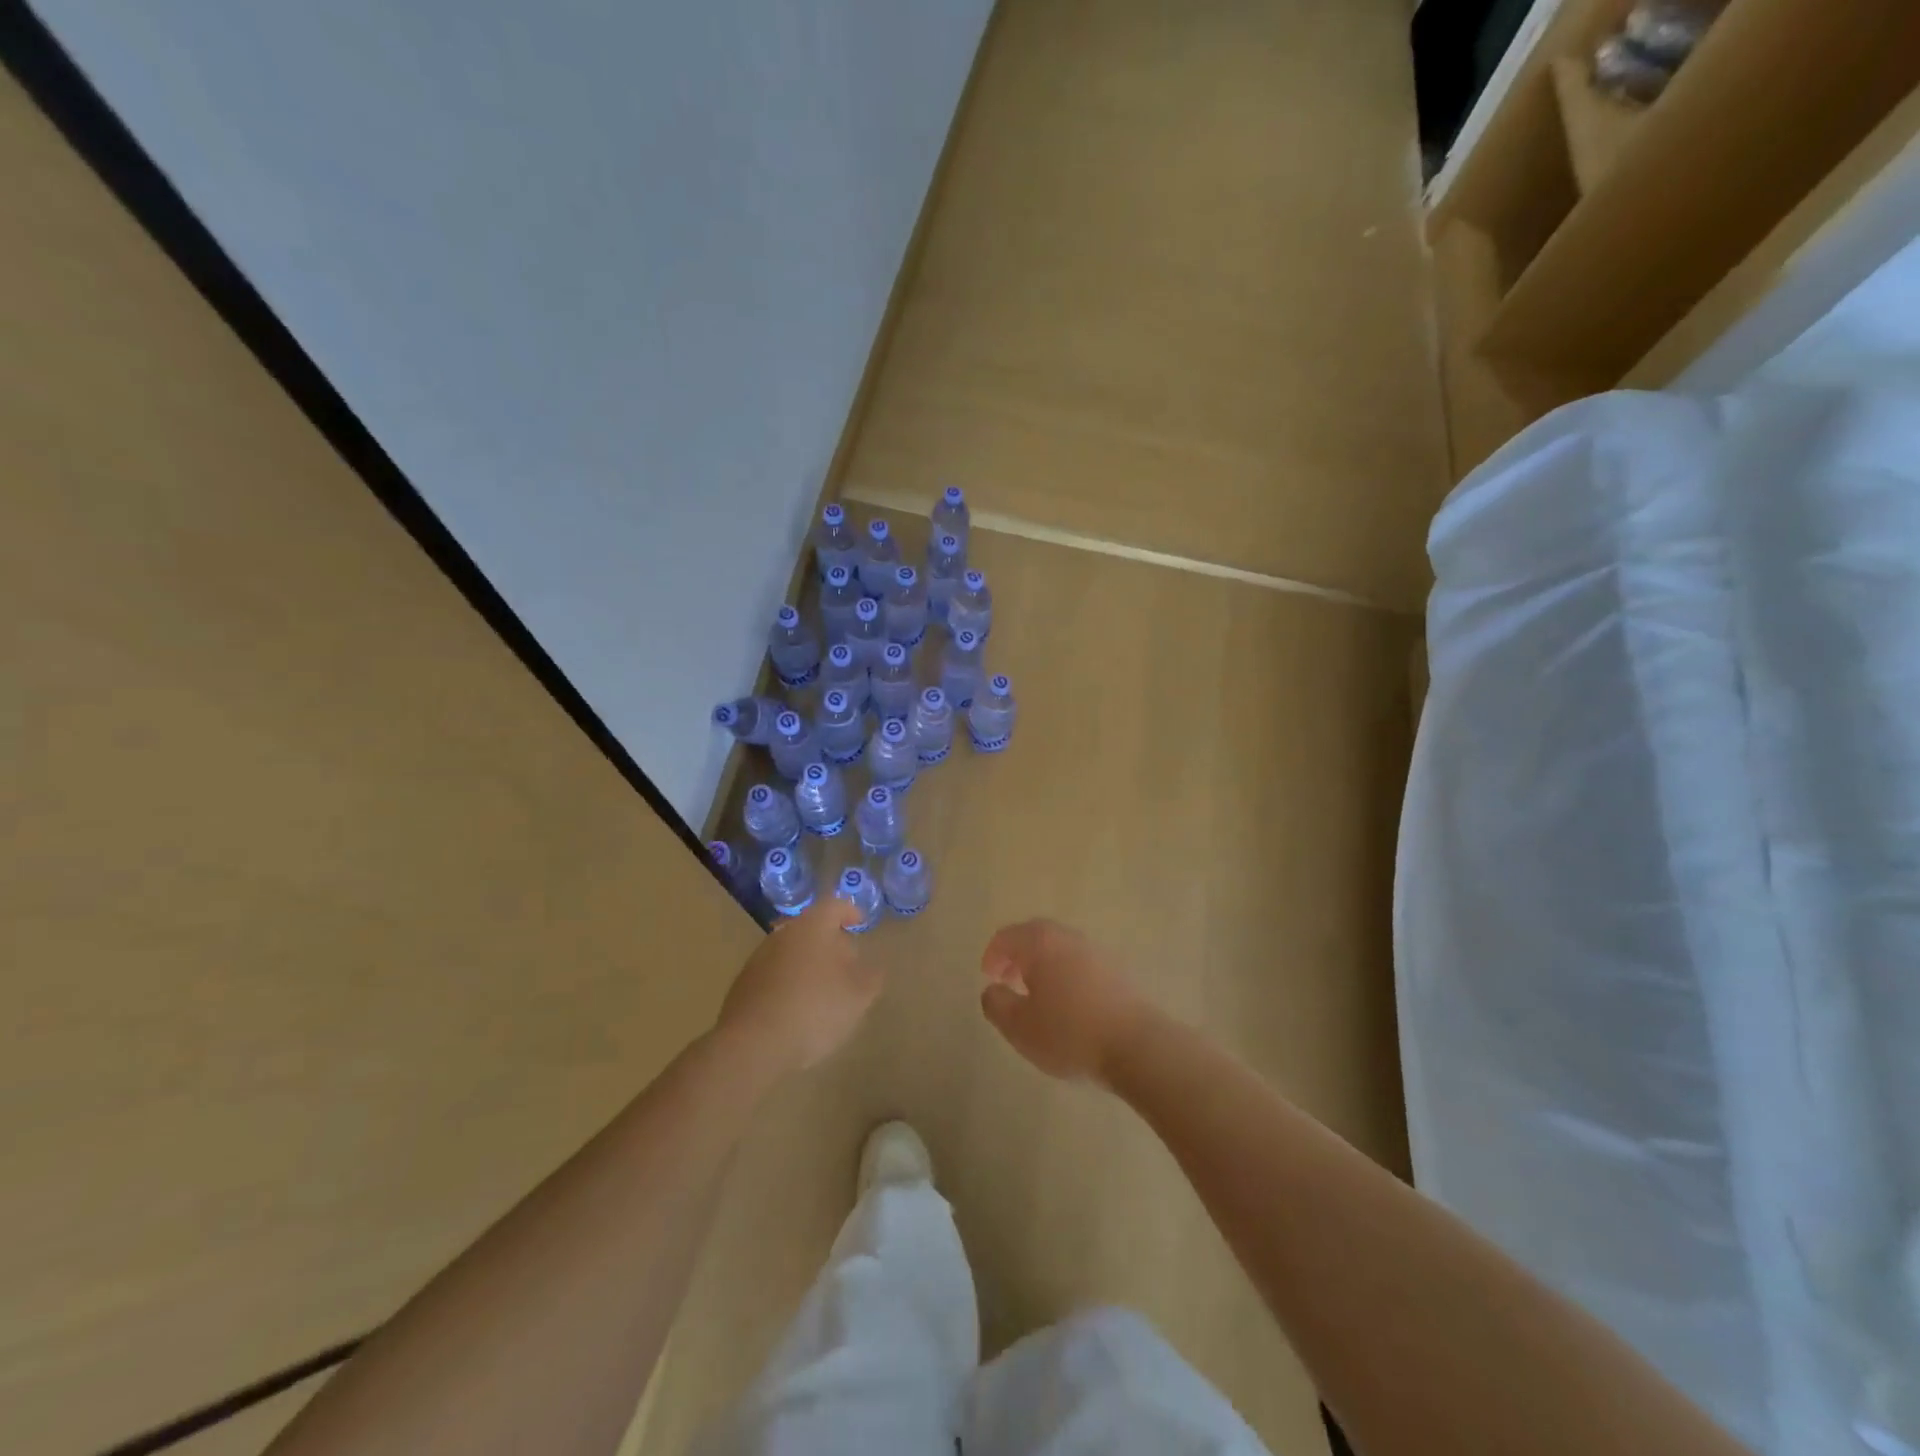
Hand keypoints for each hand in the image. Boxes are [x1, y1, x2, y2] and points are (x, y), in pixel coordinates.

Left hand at [717, 898, 878, 1073]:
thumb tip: (873, 967)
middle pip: (811, 927)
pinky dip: (790, 982)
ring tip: (824, 989)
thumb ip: (871, 977)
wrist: (752, 1045)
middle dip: (830, 941)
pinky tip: (798, 1008)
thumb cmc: (814, 1009)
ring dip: (809, 963)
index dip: (850, 911)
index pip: (834, 905)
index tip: (860, 922)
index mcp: (813, 927)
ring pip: (792, 951)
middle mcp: (783, 934)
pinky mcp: (744, 984)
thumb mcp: (858, 997)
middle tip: (847, 962)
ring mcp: (759, 958)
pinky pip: (775, 974)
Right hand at [978, 919, 1154, 1083]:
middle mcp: (1068, 938)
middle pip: (1036, 936)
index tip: (988, 976)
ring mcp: (1096, 952)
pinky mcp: (1117, 971)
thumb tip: (992, 990)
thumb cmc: (1069, 1033)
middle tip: (1008, 980)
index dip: (993, 954)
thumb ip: (996, 1004)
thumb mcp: (1019, 1027)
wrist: (1136, 1045)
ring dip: (1043, 965)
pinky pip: (1080, 964)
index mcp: (1041, 943)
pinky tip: (1067, 1004)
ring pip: (1060, 949)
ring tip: (1037, 996)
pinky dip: (1065, 974)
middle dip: (1018, 955)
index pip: (1008, 937)